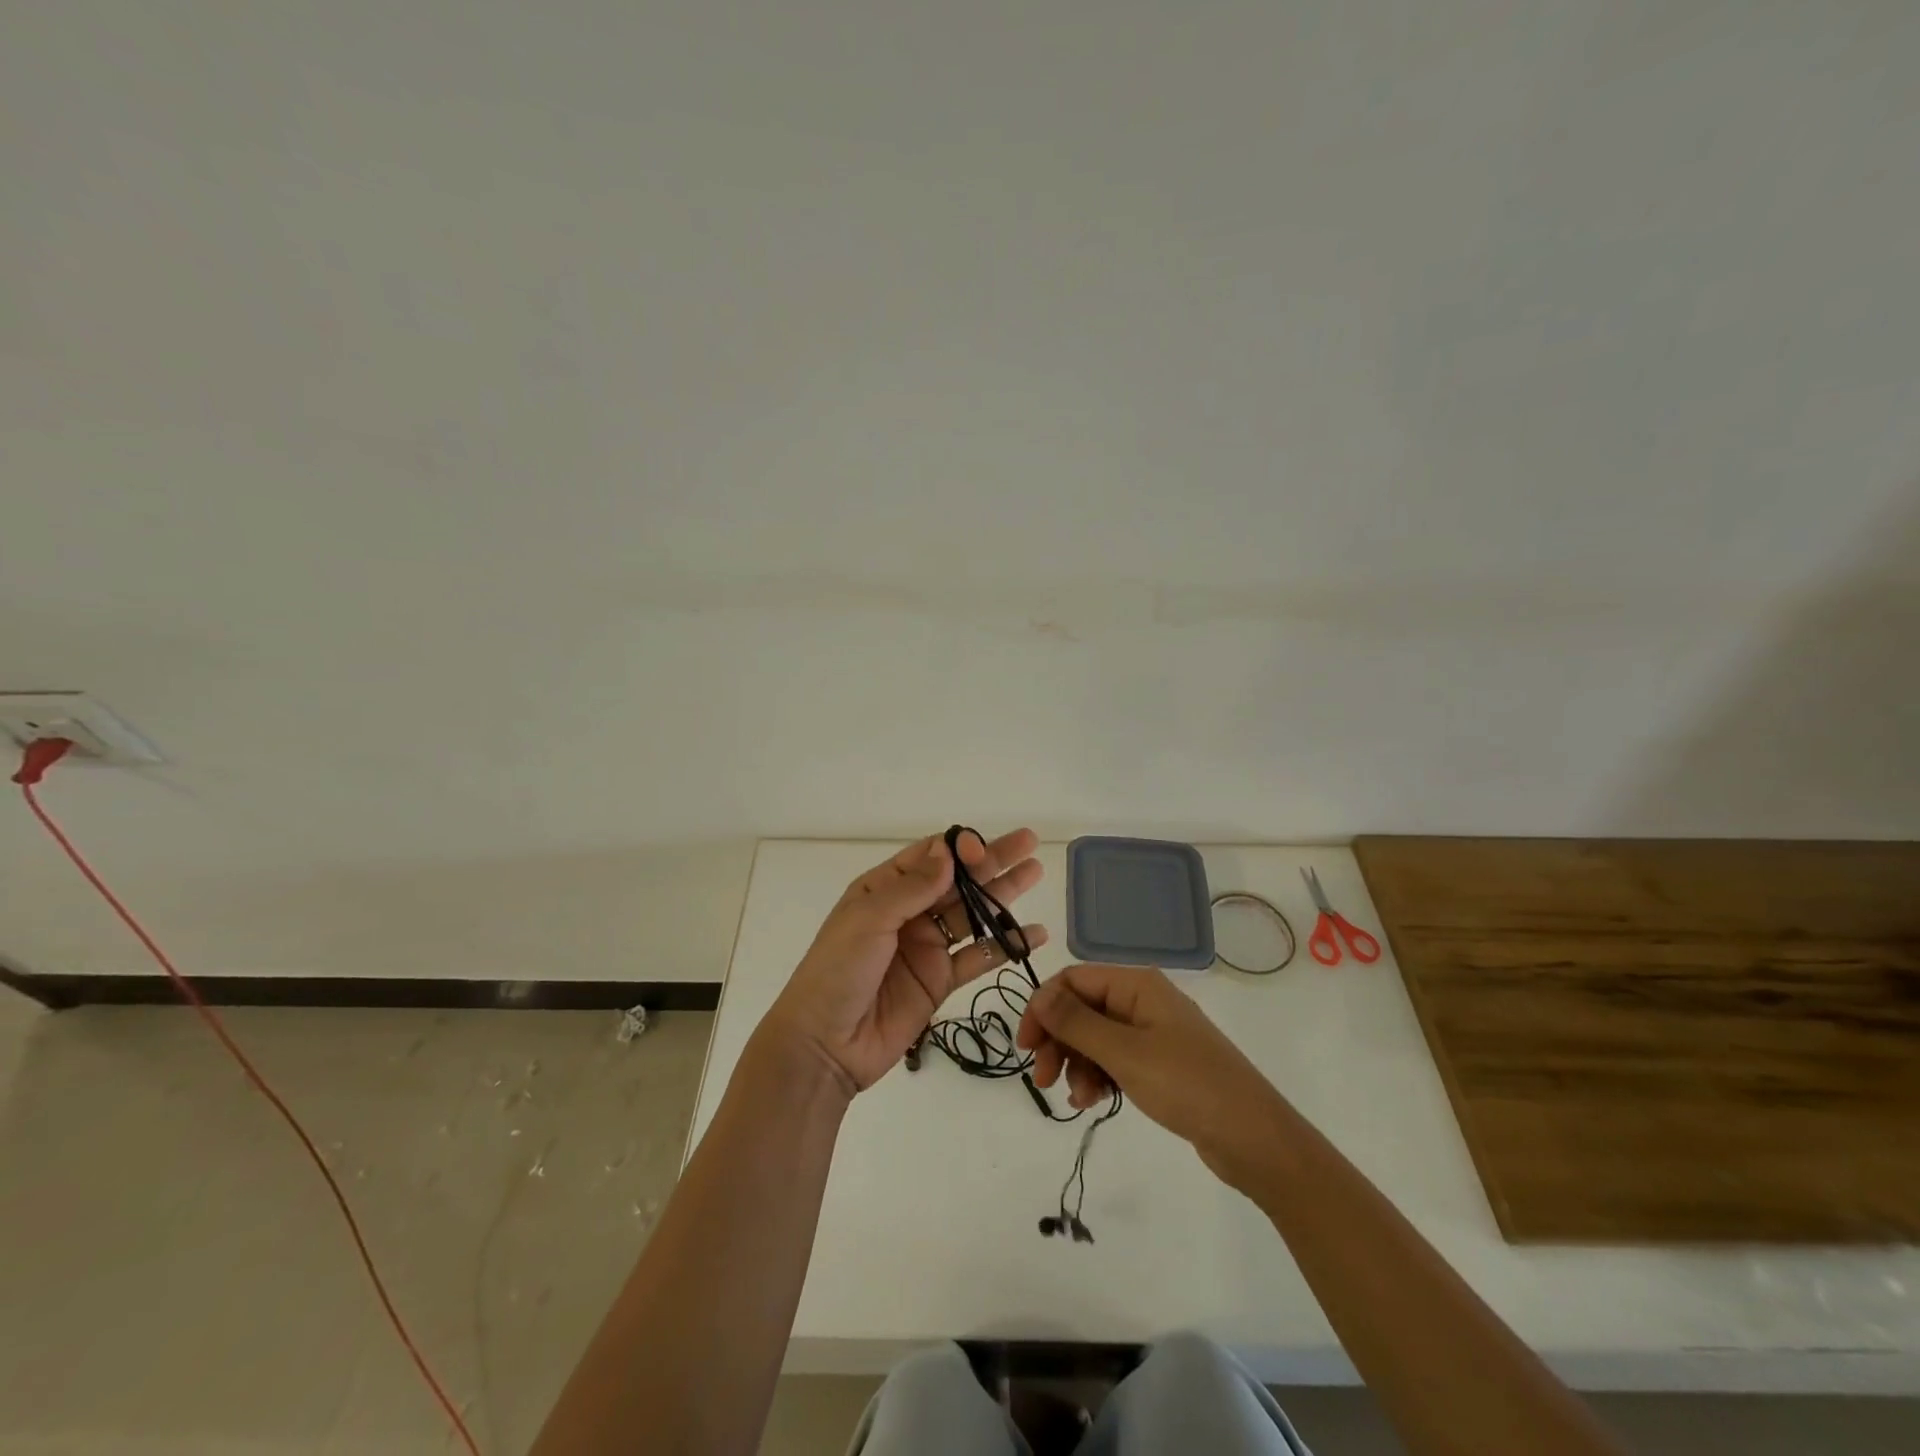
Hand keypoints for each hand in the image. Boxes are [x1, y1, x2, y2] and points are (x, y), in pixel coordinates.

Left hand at [761, 829, 1047, 1095]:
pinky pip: (978, 957)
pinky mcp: (940, 981)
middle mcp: (908, 912)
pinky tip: (1035, 933)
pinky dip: (1006, 945)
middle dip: (992, 861)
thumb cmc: (837, 971)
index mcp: (884, 889)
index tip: (983, 852)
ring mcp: (926, 947)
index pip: (929, 856)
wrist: (824, 1044)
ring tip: (1035, 873)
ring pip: (972, 914)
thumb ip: (912, 888)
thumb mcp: (868, 920)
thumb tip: (949, 853)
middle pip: (958, 880)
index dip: (959, 849)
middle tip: (1029, 843)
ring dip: (1003, 895)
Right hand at [1017, 963, 1284, 1189]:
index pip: (1073, 980)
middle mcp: (1142, 1000)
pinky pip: (1114, 1059)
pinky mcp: (1160, 1063)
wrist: (1254, 1138)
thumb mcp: (1124, 1053)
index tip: (1025, 1047)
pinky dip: (1098, 1076)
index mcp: (1136, 985)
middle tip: (1042, 1079)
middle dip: (1057, 1041)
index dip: (1044, 1008)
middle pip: (1081, 1008)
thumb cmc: (1187, 1085)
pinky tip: (1093, 1102)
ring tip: (1078, 1099)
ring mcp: (1152, 1032)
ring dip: (1077, 1064)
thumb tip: (1039, 994)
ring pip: (1094, 1037)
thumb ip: (1076, 1022)